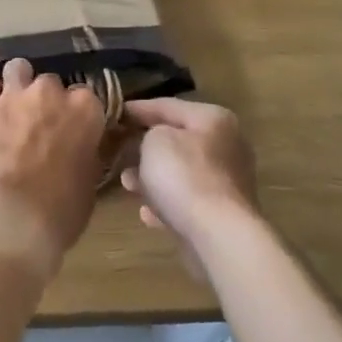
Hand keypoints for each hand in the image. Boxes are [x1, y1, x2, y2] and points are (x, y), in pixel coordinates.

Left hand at [0, 59, 106, 280]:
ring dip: (17, 84)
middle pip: (51, 83)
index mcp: (85, 111)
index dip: (76, 114)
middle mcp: (51, 94)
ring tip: (12, 107)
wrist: (8, 223)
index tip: (71, 130)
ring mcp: (13, 96)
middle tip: (39, 126)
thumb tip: (84, 147)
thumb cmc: (58, 214)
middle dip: (46, 100)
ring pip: (18, 69)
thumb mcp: (90, 183)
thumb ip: (88, 153)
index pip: (86, 97)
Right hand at [119, 99, 258, 277]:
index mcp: (213, 119)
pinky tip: (146, 213)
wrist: (218, 235)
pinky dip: (167, 203)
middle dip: (146, 146)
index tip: (113, 113)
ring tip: (127, 183)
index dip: (138, 108)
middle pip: (178, 139)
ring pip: (181, 172)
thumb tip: (152, 142)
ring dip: (153, 176)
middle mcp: (226, 145)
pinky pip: (187, 201)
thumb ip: (149, 132)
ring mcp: (227, 182)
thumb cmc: (185, 176)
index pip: (168, 105)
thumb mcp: (156, 140)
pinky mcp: (223, 213)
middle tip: (119, 149)